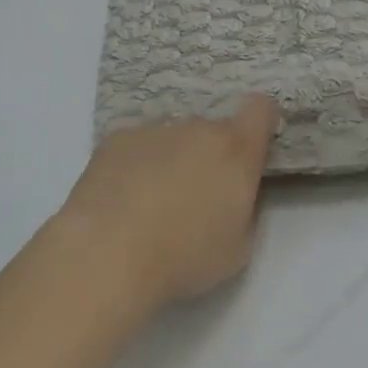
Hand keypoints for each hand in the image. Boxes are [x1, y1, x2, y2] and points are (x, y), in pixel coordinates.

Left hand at [57, 96, 278, 306]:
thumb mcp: (238, 247)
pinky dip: (136, 164)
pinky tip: (121, 200)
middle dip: (210, 156)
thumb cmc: (183, 257)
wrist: (107, 254)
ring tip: (151, 204)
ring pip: (173, 138)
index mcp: (236, 151)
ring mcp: (155, 129)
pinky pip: (138, 145)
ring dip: (172, 159)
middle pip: (213, 130)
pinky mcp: (117, 138)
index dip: (260, 122)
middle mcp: (198, 128)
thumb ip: (245, 208)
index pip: (260, 109)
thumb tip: (234, 192)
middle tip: (194, 198)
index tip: (253, 146)